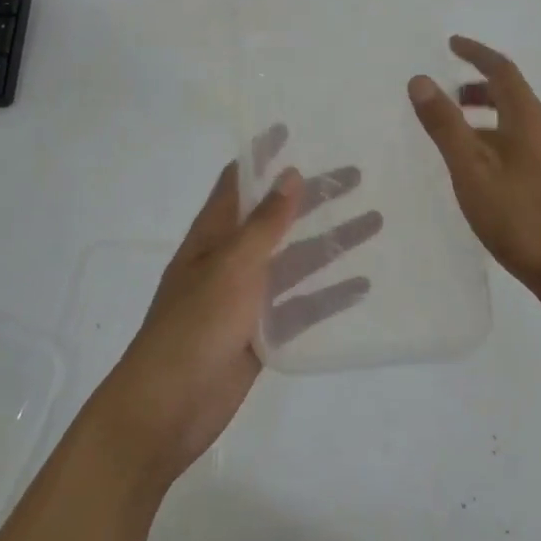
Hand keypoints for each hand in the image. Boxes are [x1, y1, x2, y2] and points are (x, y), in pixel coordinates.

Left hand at [97, 140, 377, 482]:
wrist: (167, 409)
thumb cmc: (194, 326)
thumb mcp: (231, 267)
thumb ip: (264, 224)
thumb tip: (290, 174)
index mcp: (212, 236)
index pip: (238, 183)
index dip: (262, 156)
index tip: (290, 130)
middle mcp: (229, 260)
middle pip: (277, 219)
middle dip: (313, 198)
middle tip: (356, 177)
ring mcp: (246, 299)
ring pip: (295, 262)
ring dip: (330, 243)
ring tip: (374, 223)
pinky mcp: (261, 334)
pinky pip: (300, 307)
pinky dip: (328, 295)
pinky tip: (362, 285)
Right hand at [408, 35, 540, 309]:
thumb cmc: (520, 218)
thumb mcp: (471, 169)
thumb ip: (445, 125)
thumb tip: (421, 79)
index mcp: (528, 121)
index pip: (503, 71)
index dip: (477, 53)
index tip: (452, 44)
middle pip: (512, 95)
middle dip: (479, 85)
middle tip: (448, 93)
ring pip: (516, 123)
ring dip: (485, 115)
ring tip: (456, 132)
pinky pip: (520, 145)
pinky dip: (494, 139)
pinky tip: (480, 170)